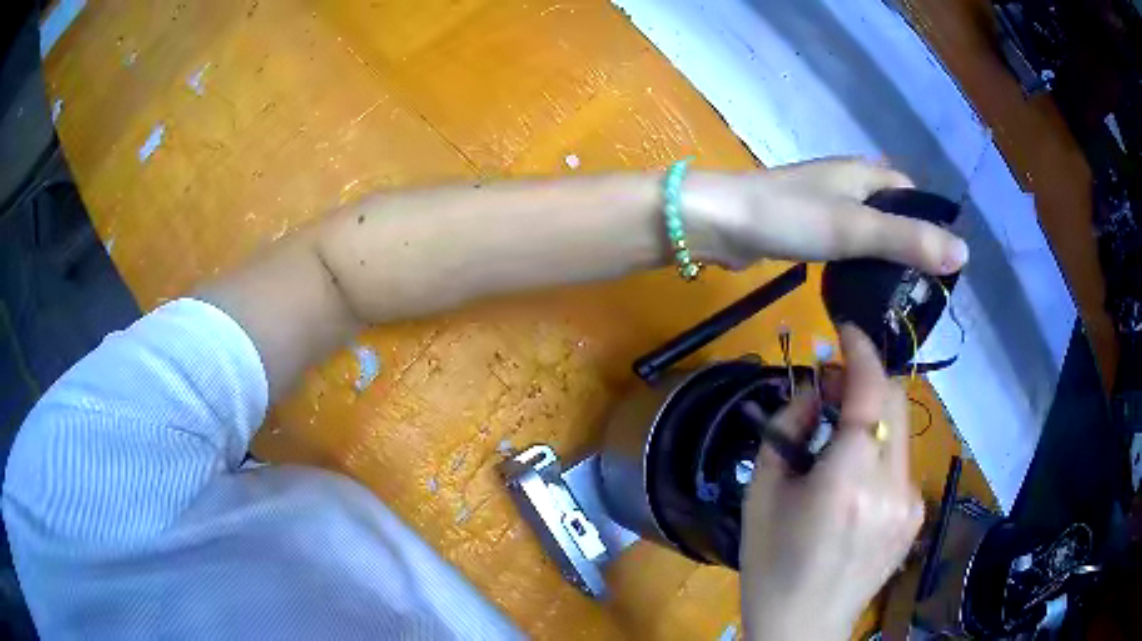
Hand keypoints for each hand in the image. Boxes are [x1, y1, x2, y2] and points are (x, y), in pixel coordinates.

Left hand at [685, 158, 969, 273]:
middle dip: (907, 245)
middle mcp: (847, 183)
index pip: (911, 196)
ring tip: (898, 295)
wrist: (720, 223)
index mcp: (864, 174)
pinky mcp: (804, 227)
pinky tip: (861, 286)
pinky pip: (843, 243)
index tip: (939, 265)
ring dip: (883, 256)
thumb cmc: (790, 217)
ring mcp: (824, 205)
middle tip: (920, 289)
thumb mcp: (855, 228)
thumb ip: (907, 241)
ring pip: (867, 230)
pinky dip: (857, 262)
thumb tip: (963, 254)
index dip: (928, 226)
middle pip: (891, 213)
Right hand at [740, 325, 924, 640]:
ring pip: (900, 429)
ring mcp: (910, 502)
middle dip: (868, 377)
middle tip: (833, 383)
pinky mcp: (916, 515)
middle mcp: (890, 487)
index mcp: (847, 483)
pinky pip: (901, 461)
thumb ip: (790, 428)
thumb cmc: (771, 566)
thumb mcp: (763, 494)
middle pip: (895, 400)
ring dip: (874, 414)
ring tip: (840, 435)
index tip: (845, 330)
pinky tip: (855, 478)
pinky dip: (881, 448)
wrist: (803, 626)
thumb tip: (817, 388)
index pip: (872, 392)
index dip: (861, 351)